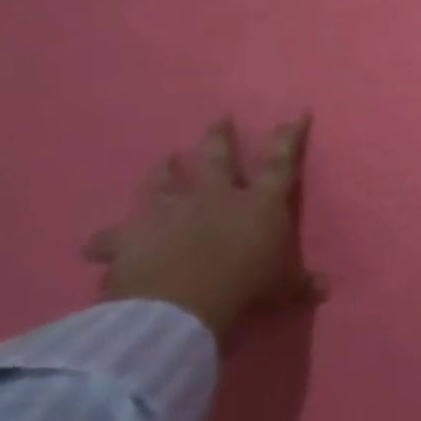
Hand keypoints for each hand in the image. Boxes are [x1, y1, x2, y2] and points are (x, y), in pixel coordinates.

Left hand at [82, 117, 324, 341]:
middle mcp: (216, 196)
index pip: (281, 162)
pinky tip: (94, 244)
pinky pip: (113, 236)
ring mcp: (171, 211)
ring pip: (166, 181)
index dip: (290, 136)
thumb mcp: (281, 288)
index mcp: (259, 203)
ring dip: (164, 171)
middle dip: (220, 137)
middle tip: (220, 119)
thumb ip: (300, 283)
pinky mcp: (132, 235)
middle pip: (219, 158)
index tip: (296, 112)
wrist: (179, 308)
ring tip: (165, 159)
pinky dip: (106, 240)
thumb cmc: (244, 288)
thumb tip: (325, 287)